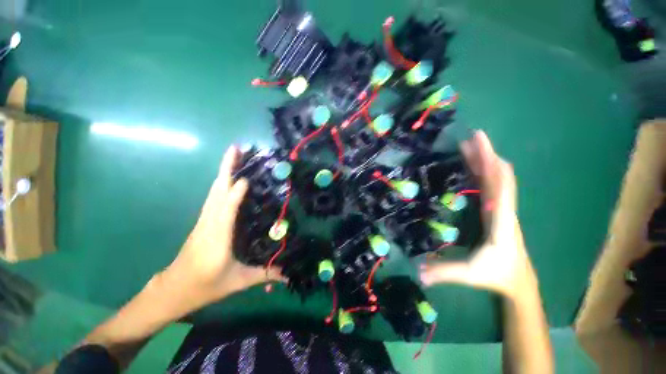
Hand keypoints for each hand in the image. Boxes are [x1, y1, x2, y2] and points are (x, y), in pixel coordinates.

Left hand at [161, 146, 283, 308]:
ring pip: (213, 191)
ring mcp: (204, 220)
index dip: (235, 194)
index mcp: (218, 238)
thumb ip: (264, 274)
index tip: (246, 178)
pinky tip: (228, 178)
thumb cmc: (204, 286)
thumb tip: (288, 273)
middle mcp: (209, 223)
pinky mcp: (203, 221)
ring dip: (223, 171)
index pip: (226, 210)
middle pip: (217, 191)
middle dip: (225, 168)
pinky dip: (221, 183)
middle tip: (236, 148)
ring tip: (234, 155)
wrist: (172, 290)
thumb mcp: (237, 282)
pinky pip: (213, 197)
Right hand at [420, 131, 536, 298]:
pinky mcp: (495, 210)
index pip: (500, 187)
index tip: (481, 145)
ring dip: (484, 161)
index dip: (491, 165)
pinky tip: (472, 166)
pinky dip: (482, 172)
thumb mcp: (470, 275)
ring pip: (495, 179)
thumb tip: (418, 273)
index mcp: (501, 221)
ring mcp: (500, 209)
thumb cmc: (497, 275)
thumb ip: (444, 272)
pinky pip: (490, 186)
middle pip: (498, 177)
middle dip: (486, 155)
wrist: (519, 282)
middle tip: (472, 137)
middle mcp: (503, 210)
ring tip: (468, 146)